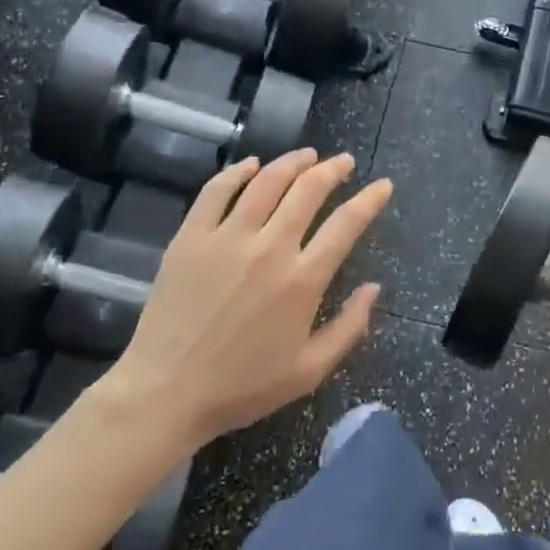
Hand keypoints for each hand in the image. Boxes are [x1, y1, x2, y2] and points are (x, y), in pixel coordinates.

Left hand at [101, 149, 391, 452]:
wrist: (165, 394)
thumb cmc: (242, 387)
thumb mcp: (310, 371)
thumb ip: (349, 327)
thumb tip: (374, 289)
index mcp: (302, 280)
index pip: (346, 225)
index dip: (370, 200)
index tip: (383, 185)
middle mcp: (269, 248)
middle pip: (308, 191)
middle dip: (332, 170)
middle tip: (343, 162)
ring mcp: (226, 238)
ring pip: (266, 182)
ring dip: (292, 162)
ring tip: (307, 155)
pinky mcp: (190, 238)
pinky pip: (216, 191)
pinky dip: (237, 171)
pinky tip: (251, 164)